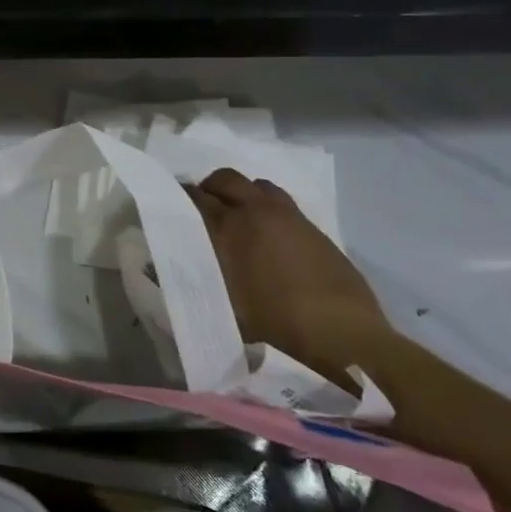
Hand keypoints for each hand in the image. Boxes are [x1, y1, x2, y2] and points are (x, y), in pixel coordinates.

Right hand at [187, 169, 393, 386]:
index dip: (180, 198)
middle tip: (204, 208)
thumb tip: (171, 270)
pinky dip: (267, 206)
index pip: (195, 197)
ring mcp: (287, 215)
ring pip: (256, 184)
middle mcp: (254, 211)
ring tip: (238, 216)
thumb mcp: (223, 307)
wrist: (339, 332)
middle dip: (210, 187)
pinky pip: (280, 201)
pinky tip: (268, 232)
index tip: (173, 207)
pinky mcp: (312, 225)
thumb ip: (198, 281)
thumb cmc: (274, 324)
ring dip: (242, 193)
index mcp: (228, 228)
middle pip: (225, 178)